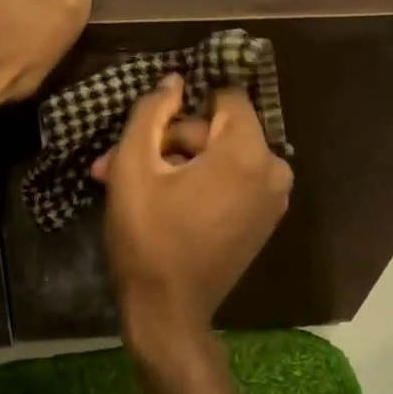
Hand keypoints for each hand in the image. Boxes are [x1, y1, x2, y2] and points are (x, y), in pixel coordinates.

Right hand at [93, 77, 293, 347]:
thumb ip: (151, 112)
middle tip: (118, 164)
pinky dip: (199, 184)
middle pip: (219, 130)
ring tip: (132, 187)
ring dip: (178, 165)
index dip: (183, 108)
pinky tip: (161, 202)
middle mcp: (274, 170)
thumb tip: (173, 81)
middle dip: (169, 143)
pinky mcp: (264, 221)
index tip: (151, 130)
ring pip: (222, 157)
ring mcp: (274, 199)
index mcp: (248, 152)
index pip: (225, 96)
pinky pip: (232, 182)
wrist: (168, 312)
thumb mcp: (133, 167)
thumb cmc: (148, 237)